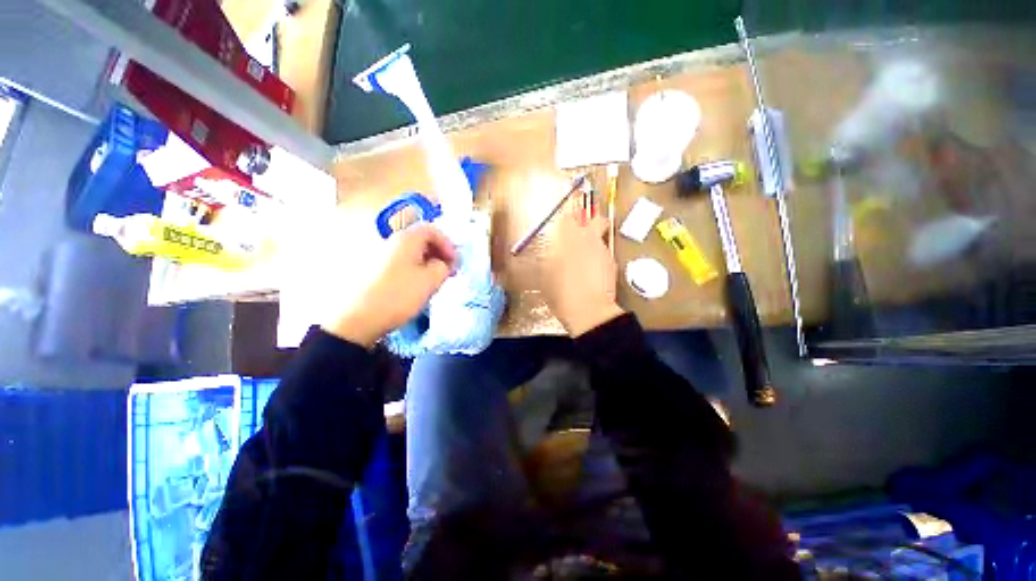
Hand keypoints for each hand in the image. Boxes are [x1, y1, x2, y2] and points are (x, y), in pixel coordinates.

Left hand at [322, 223, 456, 347]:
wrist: (357, 318)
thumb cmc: (398, 295)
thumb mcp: (430, 281)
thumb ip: (443, 267)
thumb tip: (443, 263)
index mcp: (405, 239)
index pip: (432, 230)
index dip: (447, 244)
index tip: (454, 262)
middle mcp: (390, 242)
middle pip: (420, 240)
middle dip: (438, 253)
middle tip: (448, 271)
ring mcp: (379, 255)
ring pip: (410, 253)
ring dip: (427, 263)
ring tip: (434, 281)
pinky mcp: (373, 271)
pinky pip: (400, 263)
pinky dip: (414, 269)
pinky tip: (417, 286)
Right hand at [540, 202, 624, 336]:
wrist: (588, 310)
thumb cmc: (560, 293)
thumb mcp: (546, 275)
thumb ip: (549, 259)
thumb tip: (551, 253)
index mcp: (566, 238)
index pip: (569, 216)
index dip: (569, 216)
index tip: (567, 219)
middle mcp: (586, 239)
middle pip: (595, 216)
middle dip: (592, 216)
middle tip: (585, 224)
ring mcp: (602, 250)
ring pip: (601, 234)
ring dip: (596, 238)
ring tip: (587, 254)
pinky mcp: (612, 262)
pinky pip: (605, 252)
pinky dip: (600, 257)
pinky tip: (594, 271)